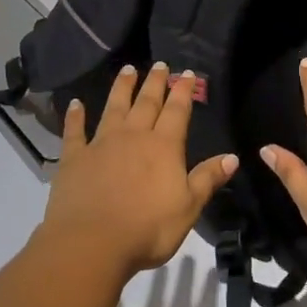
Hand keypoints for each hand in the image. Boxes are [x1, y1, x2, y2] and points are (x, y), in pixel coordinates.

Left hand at [40, 62, 237, 279]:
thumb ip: (207, 179)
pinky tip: (74, 103)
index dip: (183, 91)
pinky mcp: (74, 158)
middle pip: (146, 103)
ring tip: (127, 69)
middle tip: (159, 64)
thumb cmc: (147, 229)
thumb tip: (232, 157)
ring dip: (121, 88)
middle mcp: (133, 136)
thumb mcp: (188, 207)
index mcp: (164, 147)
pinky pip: (75, 131)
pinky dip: (75, 116)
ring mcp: (101, 144)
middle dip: (155, 82)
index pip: (177, 111)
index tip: (187, 73)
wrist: (92, 242)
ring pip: (114, 108)